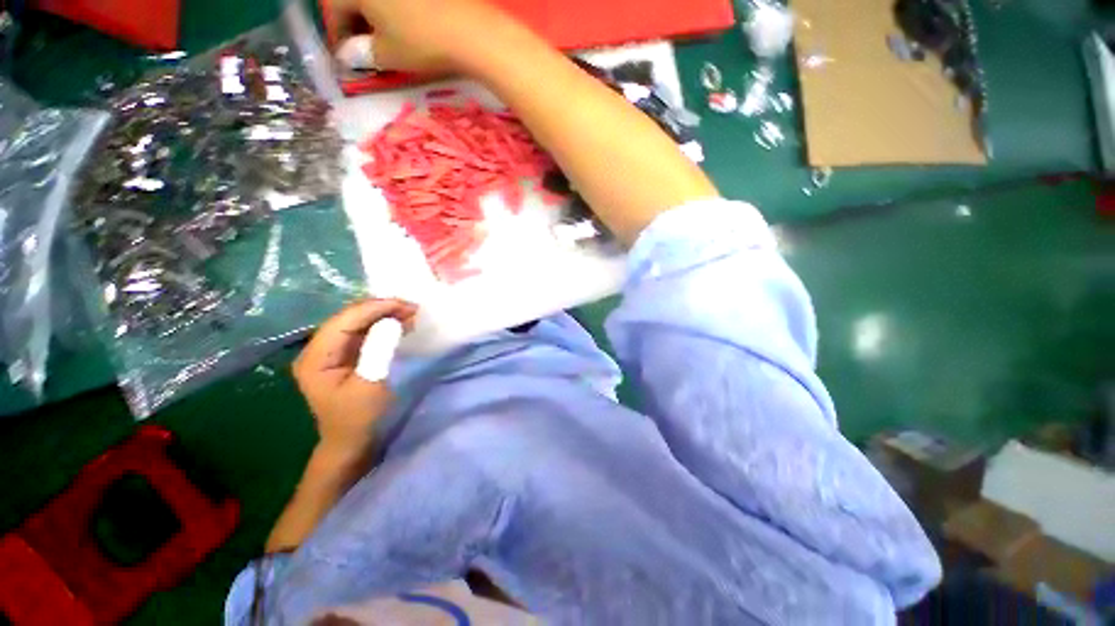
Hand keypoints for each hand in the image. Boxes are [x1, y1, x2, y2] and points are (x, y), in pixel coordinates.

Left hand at [293, 299, 417, 456]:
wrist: (352, 442)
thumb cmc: (359, 418)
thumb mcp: (371, 385)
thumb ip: (379, 351)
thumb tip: (393, 322)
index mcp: (316, 357)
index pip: (343, 321)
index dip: (373, 308)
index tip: (405, 304)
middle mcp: (318, 349)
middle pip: (349, 318)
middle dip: (381, 309)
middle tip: (412, 308)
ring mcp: (331, 352)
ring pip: (357, 322)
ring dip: (384, 315)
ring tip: (411, 314)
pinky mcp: (345, 356)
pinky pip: (363, 333)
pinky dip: (383, 326)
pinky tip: (401, 324)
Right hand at [328, 0, 515, 73]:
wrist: (470, 29)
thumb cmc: (421, 42)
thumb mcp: (386, 55)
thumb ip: (361, 54)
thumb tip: (349, 55)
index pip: (332, 7)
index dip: (336, 34)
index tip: (345, 57)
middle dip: (354, 21)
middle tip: (363, 47)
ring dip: (374, 13)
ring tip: (385, 37)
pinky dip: (395, 8)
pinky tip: (406, 23)